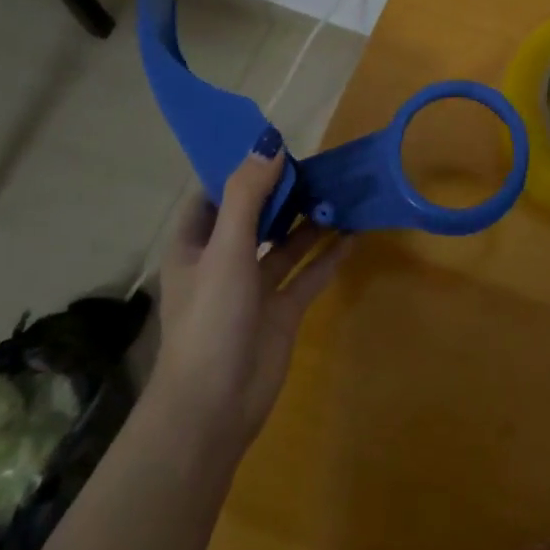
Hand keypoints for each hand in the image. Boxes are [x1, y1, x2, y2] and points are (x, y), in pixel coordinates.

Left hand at [150, 151, 351, 454]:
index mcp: (195, 245)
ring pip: (285, 244)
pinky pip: (308, 274)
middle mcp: (223, 261)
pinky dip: (328, 255)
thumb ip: (247, 196)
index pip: (213, 195)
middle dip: (282, 192)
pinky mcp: (281, 311)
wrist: (215, 405)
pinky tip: (354, 234)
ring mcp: (254, 287)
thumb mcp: (226, 250)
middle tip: (318, 164)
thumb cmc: (210, 319)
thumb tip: (270, 143)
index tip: (273, 146)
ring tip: (341, 191)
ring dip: (309, 221)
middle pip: (254, 216)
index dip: (239, 170)